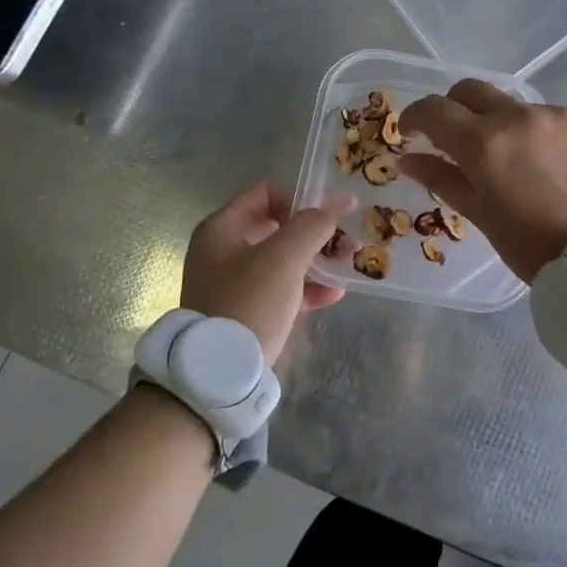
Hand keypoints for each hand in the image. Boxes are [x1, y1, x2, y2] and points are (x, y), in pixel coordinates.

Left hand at [181, 183, 354, 360]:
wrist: (221, 371)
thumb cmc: (250, 301)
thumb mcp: (284, 257)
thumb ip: (311, 225)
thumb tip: (330, 211)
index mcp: (222, 228)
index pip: (266, 194)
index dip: (301, 199)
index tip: (330, 216)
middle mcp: (223, 251)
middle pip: (277, 228)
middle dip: (315, 233)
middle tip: (345, 242)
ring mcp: (233, 283)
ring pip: (282, 260)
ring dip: (316, 260)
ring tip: (346, 266)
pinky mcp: (245, 311)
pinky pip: (281, 289)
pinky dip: (306, 288)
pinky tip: (334, 294)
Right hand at [399, 81, 566, 281]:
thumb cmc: (536, 246)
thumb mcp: (482, 217)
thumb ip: (443, 180)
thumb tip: (408, 160)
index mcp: (484, 145)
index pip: (434, 110)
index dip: (415, 116)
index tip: (411, 131)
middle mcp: (517, 117)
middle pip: (470, 90)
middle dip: (454, 108)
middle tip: (454, 137)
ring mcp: (554, 114)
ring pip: (512, 104)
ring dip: (499, 123)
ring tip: (512, 160)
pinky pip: (547, 116)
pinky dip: (536, 132)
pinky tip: (548, 164)